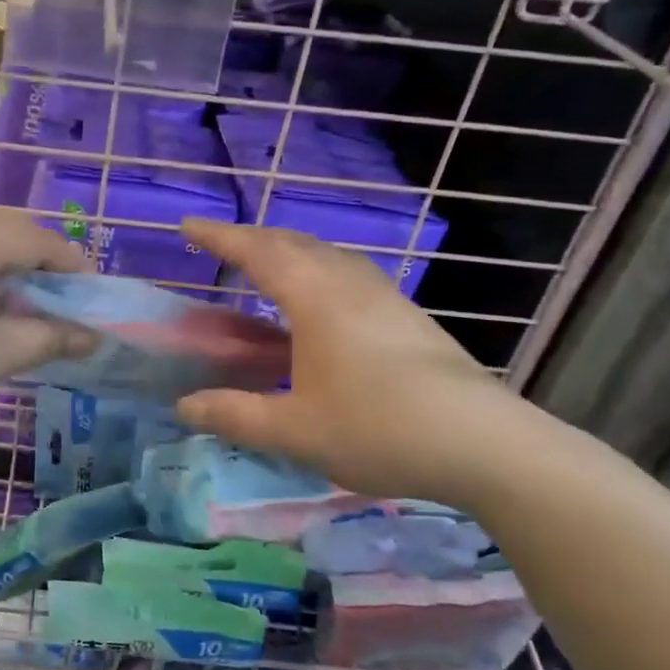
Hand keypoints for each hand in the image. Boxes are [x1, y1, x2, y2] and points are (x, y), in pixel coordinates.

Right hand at [173, 220, 535, 506]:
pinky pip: (348, 275)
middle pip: (294, 243)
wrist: (485, 443)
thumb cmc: (378, 429)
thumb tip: (184, 406)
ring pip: (327, 256)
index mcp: (315, 298)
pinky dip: (317, 274)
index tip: (187, 225)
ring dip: (289, 253)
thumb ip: (234, 415)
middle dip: (253, 239)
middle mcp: (350, 283)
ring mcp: (385, 296)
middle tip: (222, 248)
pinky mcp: (408, 316)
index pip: (257, 252)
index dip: (219, 237)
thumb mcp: (294, 431)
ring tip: (266, 270)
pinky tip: (320, 307)